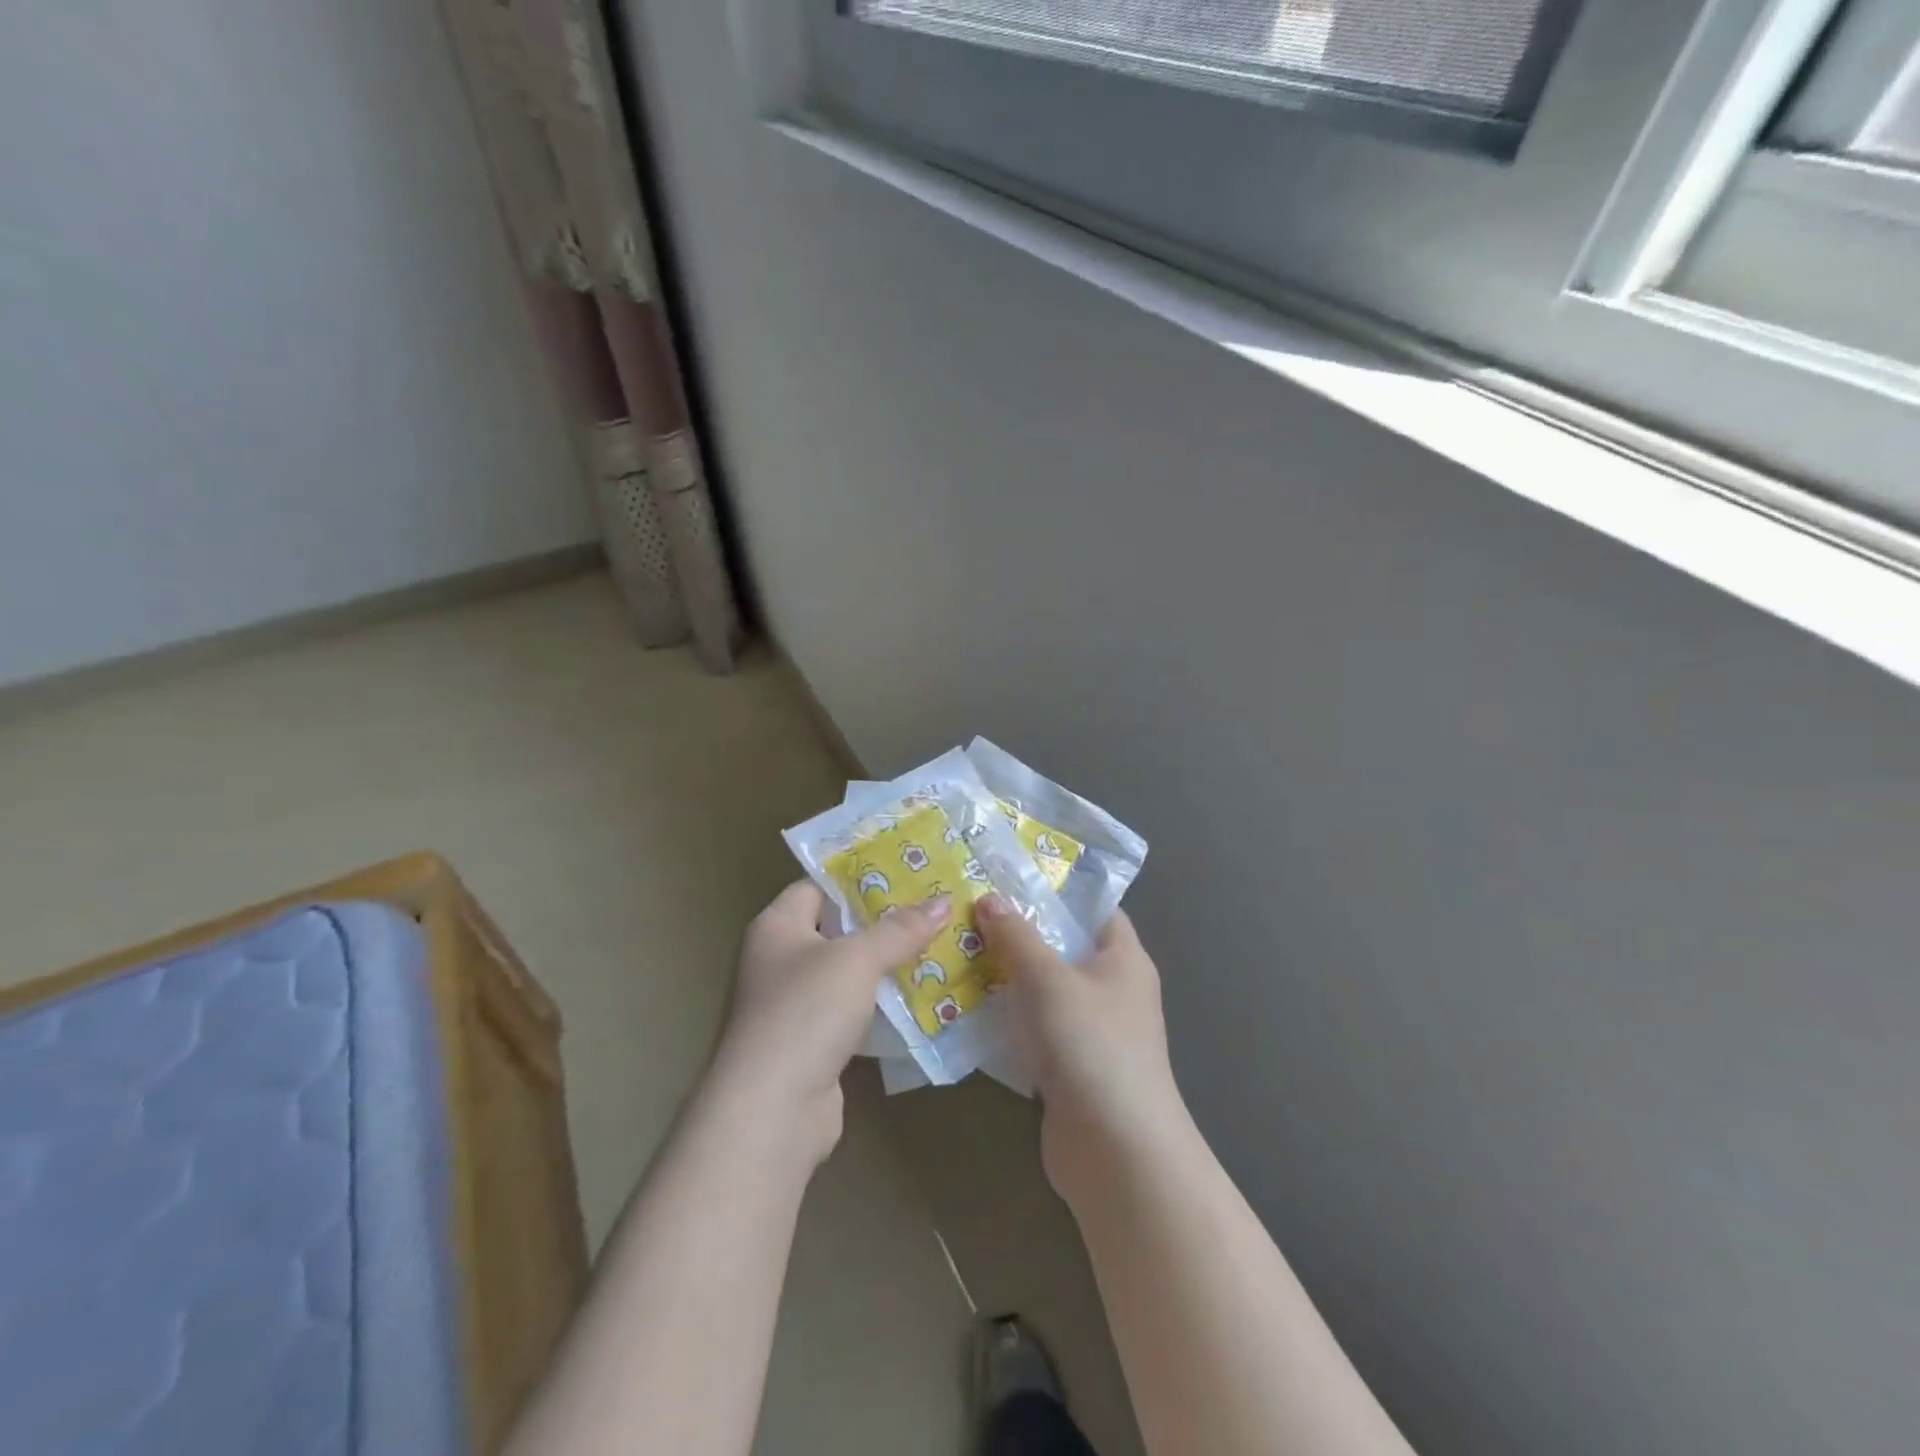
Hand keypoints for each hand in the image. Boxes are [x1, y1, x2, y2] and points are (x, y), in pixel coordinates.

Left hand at [708, 880, 949, 1165]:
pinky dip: (883, 1003)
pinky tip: (922, 994)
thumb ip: (900, 929)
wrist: (773, 1110)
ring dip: (888, 963)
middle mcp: (781, 959)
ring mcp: (796, 1004)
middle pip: (838, 928)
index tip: (907, 870)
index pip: (818, 885)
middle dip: (884, 920)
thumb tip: (943, 901)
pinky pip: (854, 1009)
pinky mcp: (814, 1042)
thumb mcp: (857, 959)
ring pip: (849, 972)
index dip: (859, 876)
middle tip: (933, 905)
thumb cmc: (806, 1012)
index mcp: (778, 926)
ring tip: (939, 943)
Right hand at [976, 896, 1185, 1202]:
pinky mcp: (1068, 1065)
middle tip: (967, 910)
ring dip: (1005, 976)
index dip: (1055, 889)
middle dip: (1018, 931)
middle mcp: (1111, 989)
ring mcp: (1090, 1030)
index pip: (1093, 907)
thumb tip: (989, 898)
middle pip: (1061, 947)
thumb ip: (1017, 937)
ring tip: (955, 949)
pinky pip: (1033, 1028)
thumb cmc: (1092, 1046)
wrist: (1116, 1152)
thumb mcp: (1050, 980)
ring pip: (1043, 989)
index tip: (1007, 875)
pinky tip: (964, 1006)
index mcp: (1123, 958)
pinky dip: (1006, 1017)